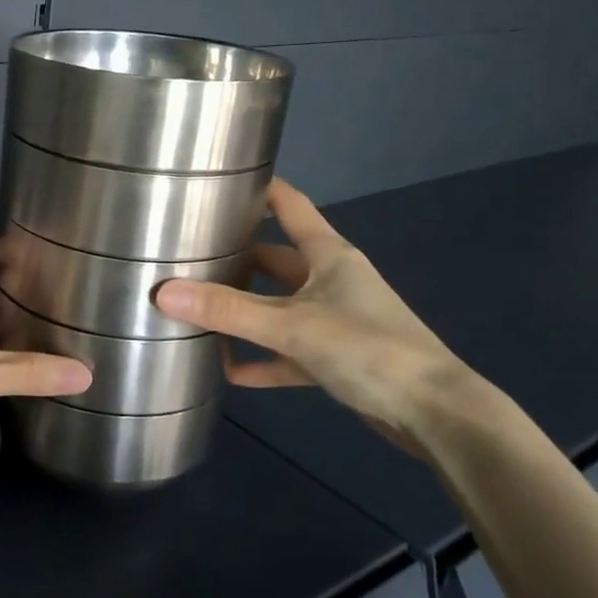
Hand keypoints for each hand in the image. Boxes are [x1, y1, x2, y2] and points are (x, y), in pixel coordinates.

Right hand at [153, 181, 471, 454]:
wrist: (435, 414)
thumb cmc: (368, 349)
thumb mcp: (291, 326)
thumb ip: (228, 311)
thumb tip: (162, 292)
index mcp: (328, 255)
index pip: (289, 206)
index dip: (259, 190)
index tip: (218, 182)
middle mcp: (331, 280)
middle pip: (275, 259)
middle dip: (236, 258)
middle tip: (187, 255)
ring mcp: (335, 320)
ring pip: (278, 307)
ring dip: (244, 311)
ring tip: (196, 309)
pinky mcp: (336, 358)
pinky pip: (288, 352)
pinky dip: (261, 359)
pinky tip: (228, 371)